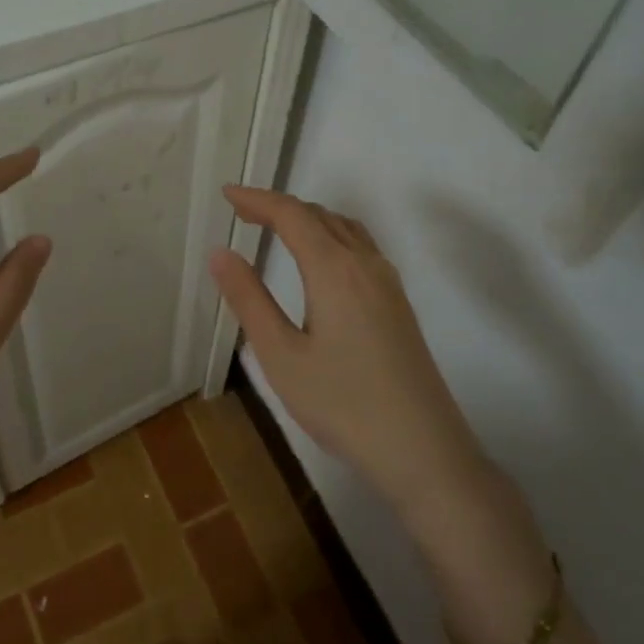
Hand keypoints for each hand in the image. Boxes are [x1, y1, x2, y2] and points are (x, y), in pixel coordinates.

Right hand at [208, 186, 490, 519]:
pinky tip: (322, 262)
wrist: (423, 450)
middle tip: (241, 213)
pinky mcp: (399, 305)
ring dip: (308, 219)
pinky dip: (331, 236)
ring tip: (276, 229)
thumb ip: (249, 300)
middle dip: (279, 206)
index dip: (257, 199)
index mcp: (335, 269)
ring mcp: (388, 284)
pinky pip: (362, 247)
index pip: (291, 215)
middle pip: (320, 215)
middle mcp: (366, 264)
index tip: (227, 194)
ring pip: (345, 229)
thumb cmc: (343, 404)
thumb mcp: (281, 356)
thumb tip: (220, 252)